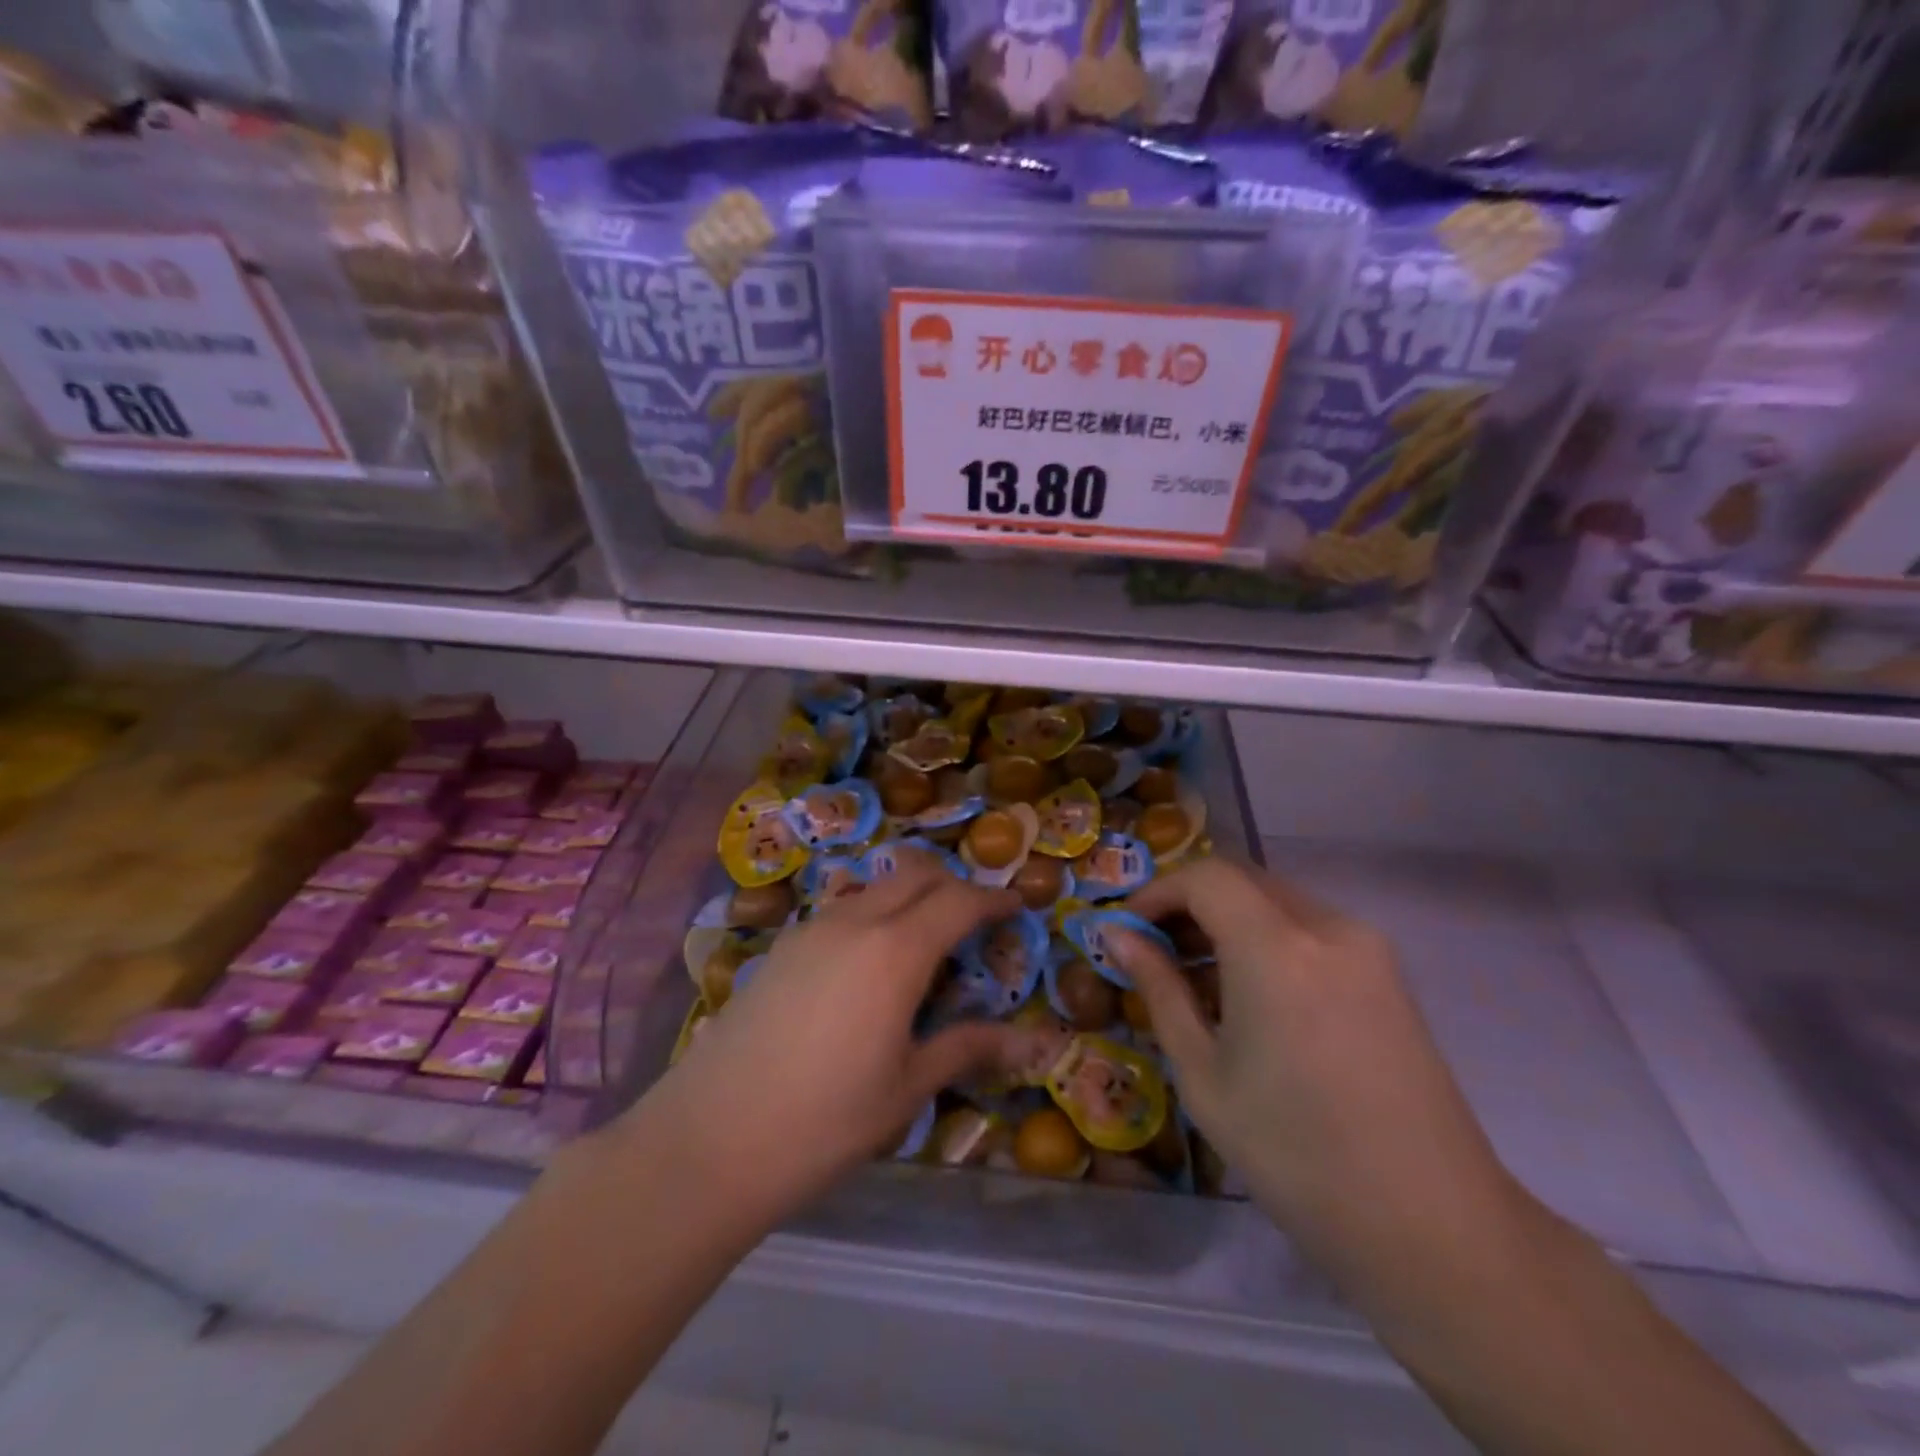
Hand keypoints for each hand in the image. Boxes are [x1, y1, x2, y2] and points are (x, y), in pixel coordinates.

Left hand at [619, 852, 1023, 1226]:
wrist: (710, 1139)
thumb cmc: (824, 1121)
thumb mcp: (907, 1088)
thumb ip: (968, 1048)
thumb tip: (1034, 1042)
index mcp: (895, 951)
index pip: (959, 900)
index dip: (994, 898)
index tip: (1019, 905)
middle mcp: (855, 922)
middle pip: (916, 873)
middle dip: (954, 884)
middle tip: (976, 921)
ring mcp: (812, 928)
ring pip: (877, 885)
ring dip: (911, 896)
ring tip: (926, 944)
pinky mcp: (783, 945)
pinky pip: (844, 908)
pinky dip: (875, 913)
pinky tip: (871, 965)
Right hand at [1112, 859, 1533, 1293]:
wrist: (1433, 1229)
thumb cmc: (1295, 1154)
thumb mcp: (1203, 1072)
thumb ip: (1159, 989)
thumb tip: (1117, 936)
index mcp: (1276, 947)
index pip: (1204, 877)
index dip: (1157, 891)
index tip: (1127, 930)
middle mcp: (1328, 927)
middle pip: (1243, 881)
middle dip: (1190, 904)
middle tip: (1155, 952)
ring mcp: (1368, 949)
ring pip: (1278, 903)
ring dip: (1229, 921)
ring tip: (1198, 979)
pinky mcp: (1389, 975)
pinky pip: (1312, 931)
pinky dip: (1268, 940)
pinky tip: (1253, 996)